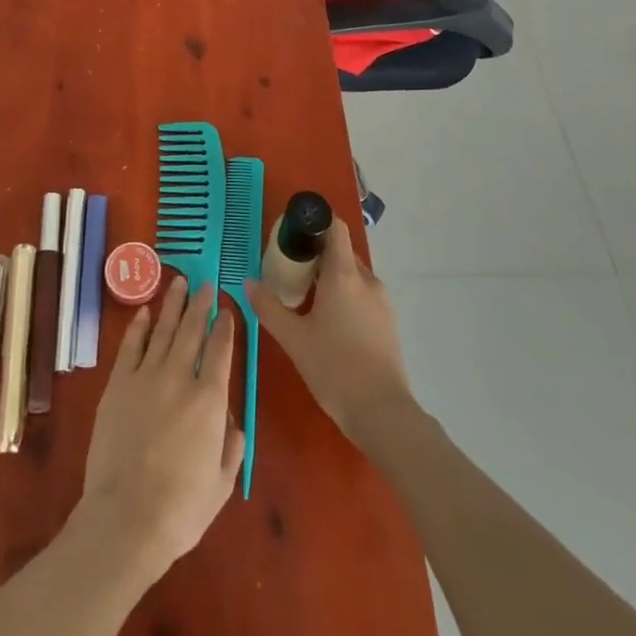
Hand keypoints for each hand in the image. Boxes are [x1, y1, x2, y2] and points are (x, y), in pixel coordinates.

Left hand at [78, 276, 244, 576]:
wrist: (126, 519)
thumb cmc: (181, 509)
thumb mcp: (222, 483)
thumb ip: (231, 446)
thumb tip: (230, 420)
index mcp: (209, 400)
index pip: (221, 350)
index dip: (225, 326)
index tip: (226, 309)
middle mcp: (179, 378)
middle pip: (192, 330)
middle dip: (200, 304)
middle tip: (205, 283)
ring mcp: (145, 377)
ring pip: (163, 330)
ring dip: (172, 304)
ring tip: (179, 282)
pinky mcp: (118, 385)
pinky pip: (130, 346)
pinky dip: (139, 326)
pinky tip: (145, 312)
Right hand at [247, 220, 417, 449]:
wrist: (382, 413)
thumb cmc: (334, 368)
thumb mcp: (294, 338)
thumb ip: (269, 307)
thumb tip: (248, 283)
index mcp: (343, 274)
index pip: (335, 227)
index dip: (316, 222)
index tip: (294, 233)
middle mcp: (366, 280)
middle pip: (341, 252)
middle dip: (316, 256)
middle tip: (289, 272)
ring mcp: (381, 301)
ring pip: (352, 276)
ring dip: (330, 278)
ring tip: (305, 299)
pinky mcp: (388, 322)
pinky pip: (362, 295)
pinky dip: (344, 297)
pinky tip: (328, 323)